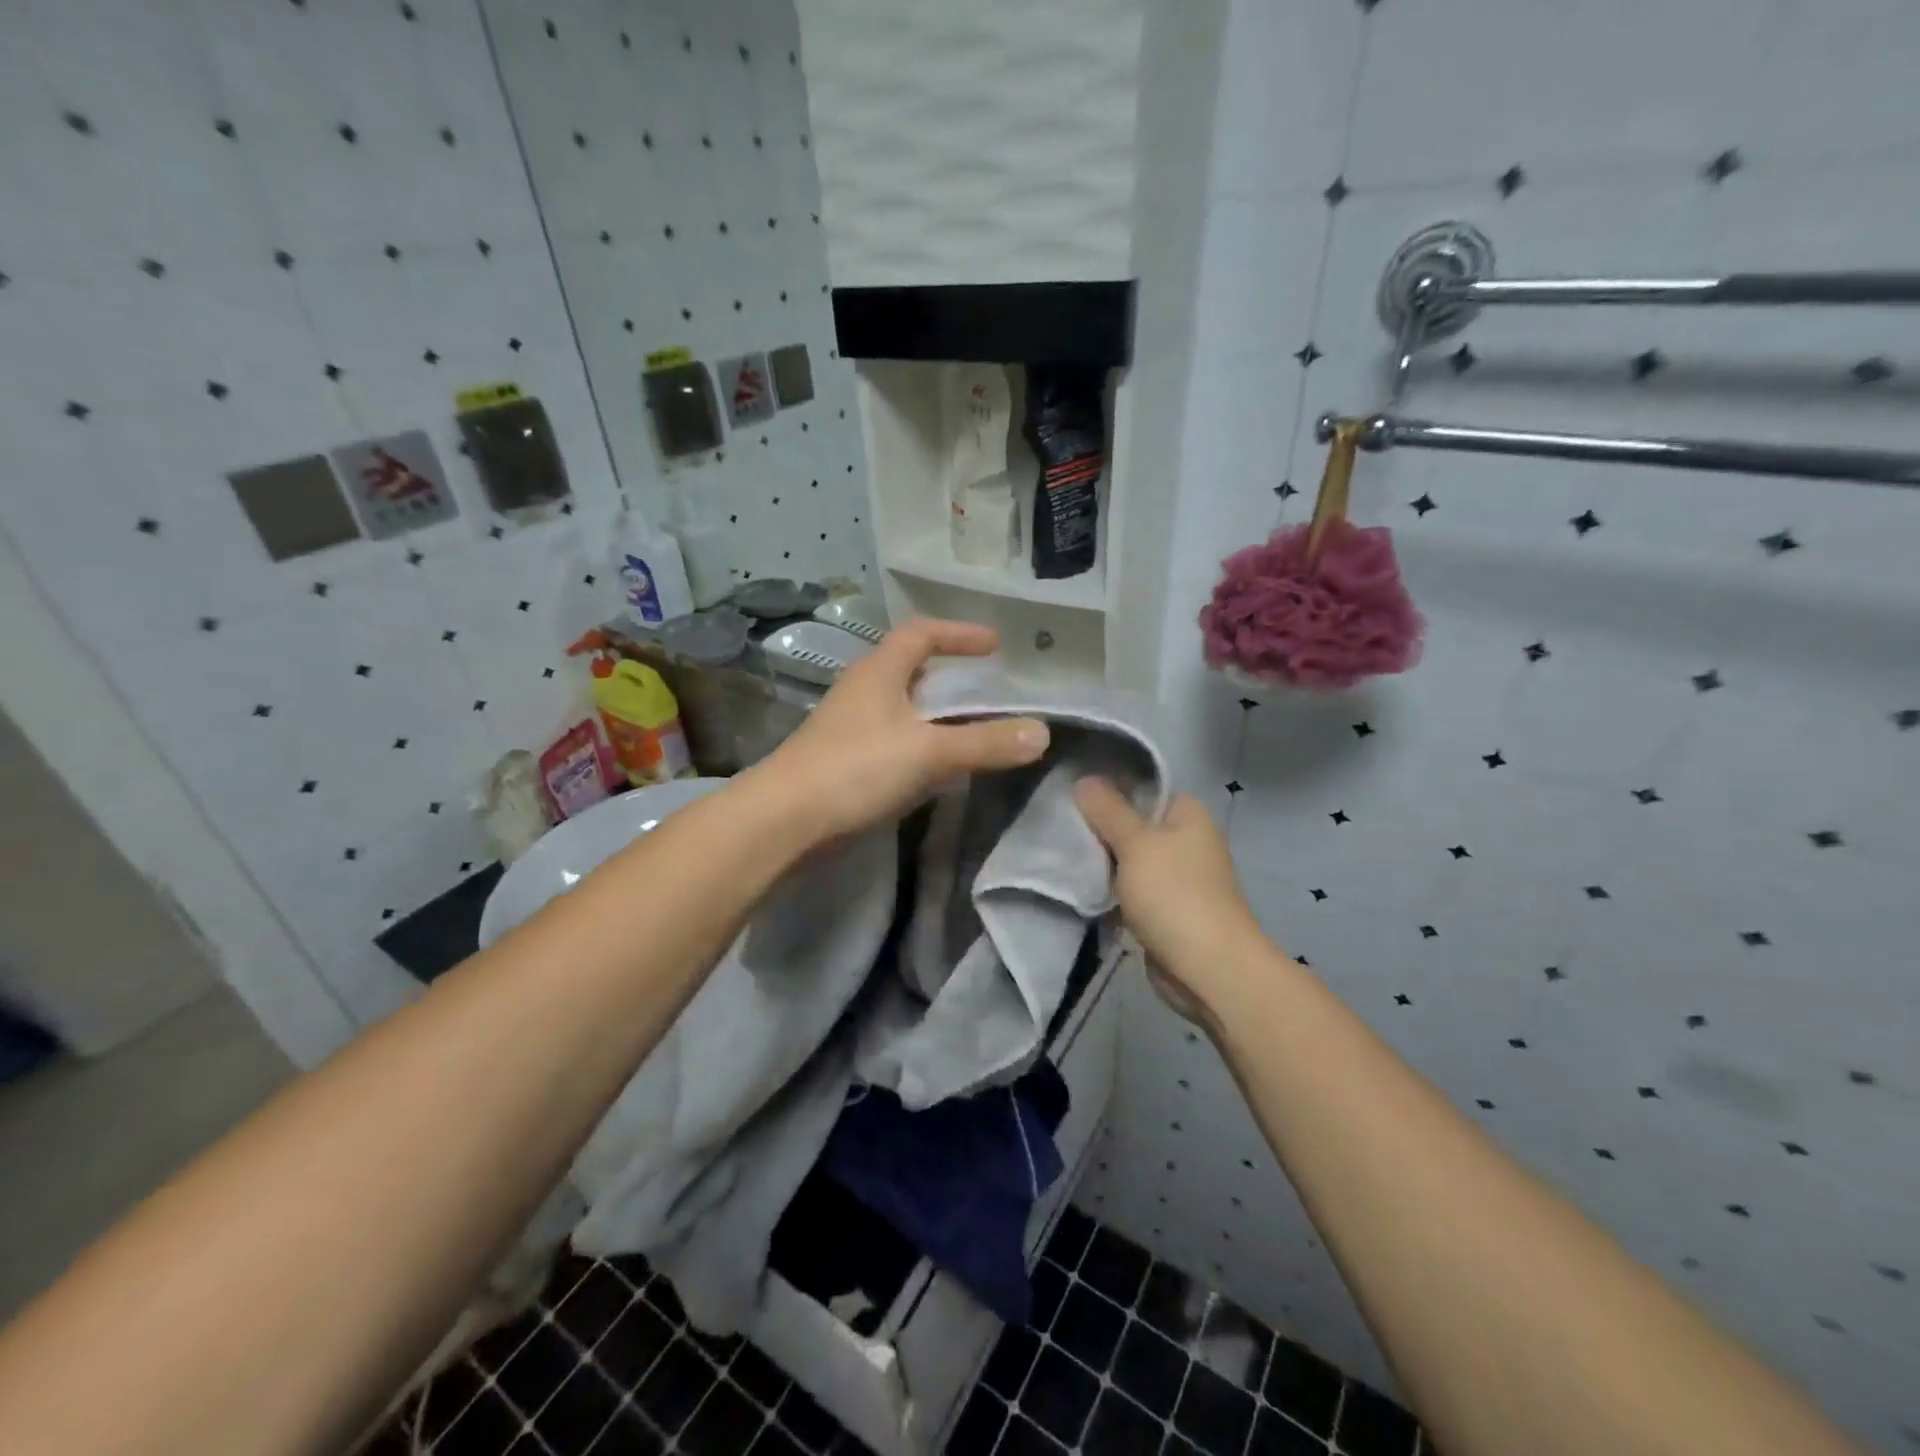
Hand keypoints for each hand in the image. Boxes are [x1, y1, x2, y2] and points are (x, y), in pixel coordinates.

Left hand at [761, 619, 1048, 841]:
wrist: (783, 821)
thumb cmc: (855, 770)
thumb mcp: (928, 753)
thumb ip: (985, 743)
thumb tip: (1041, 733)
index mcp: (878, 672)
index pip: (920, 634)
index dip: (958, 633)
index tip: (993, 644)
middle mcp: (860, 692)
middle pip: (908, 668)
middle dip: (947, 673)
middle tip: (985, 687)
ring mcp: (848, 728)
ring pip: (899, 707)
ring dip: (933, 712)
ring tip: (969, 727)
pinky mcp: (843, 762)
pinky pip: (891, 740)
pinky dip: (919, 744)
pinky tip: (935, 768)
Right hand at [1074, 779, 1266, 1020]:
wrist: (1208, 968)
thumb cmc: (1174, 894)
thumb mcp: (1135, 843)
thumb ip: (1108, 810)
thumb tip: (1085, 778)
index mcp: (1189, 815)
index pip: (1146, 788)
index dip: (1112, 787)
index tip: (1075, 793)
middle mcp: (1188, 841)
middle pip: (1136, 823)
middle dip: (1102, 828)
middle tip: (1062, 825)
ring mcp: (1179, 877)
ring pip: (1131, 859)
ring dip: (1105, 862)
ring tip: (1064, 854)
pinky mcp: (1168, 909)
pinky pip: (1133, 889)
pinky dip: (1113, 890)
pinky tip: (1083, 887)